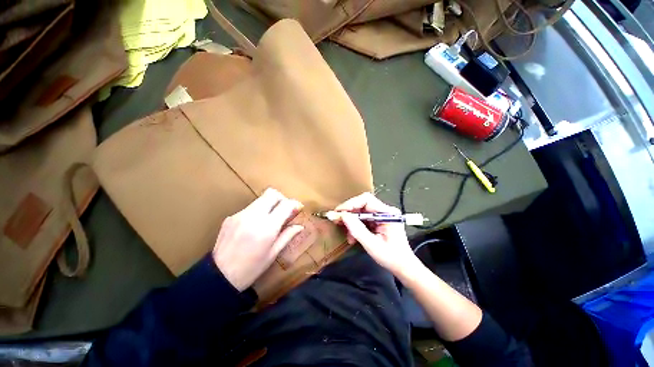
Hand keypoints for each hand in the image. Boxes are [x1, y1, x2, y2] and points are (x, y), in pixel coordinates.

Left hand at [212, 188, 303, 290]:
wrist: (218, 277)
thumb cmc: (251, 269)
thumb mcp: (273, 254)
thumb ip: (287, 235)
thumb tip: (300, 226)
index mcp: (267, 228)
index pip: (285, 204)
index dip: (294, 204)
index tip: (297, 209)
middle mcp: (253, 216)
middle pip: (272, 193)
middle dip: (281, 199)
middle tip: (284, 210)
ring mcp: (240, 215)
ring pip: (260, 199)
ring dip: (269, 205)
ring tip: (270, 219)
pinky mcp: (230, 217)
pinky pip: (250, 208)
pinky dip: (257, 212)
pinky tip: (255, 226)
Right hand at [333, 192, 419, 276]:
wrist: (403, 267)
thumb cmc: (391, 257)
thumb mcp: (372, 245)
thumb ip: (357, 230)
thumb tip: (343, 216)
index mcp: (388, 213)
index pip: (367, 200)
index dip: (351, 204)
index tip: (339, 212)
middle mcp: (385, 211)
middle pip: (362, 204)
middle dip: (349, 213)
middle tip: (337, 221)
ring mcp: (381, 215)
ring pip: (360, 211)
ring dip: (351, 221)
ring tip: (347, 234)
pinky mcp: (378, 221)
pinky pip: (362, 218)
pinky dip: (355, 226)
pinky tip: (352, 236)